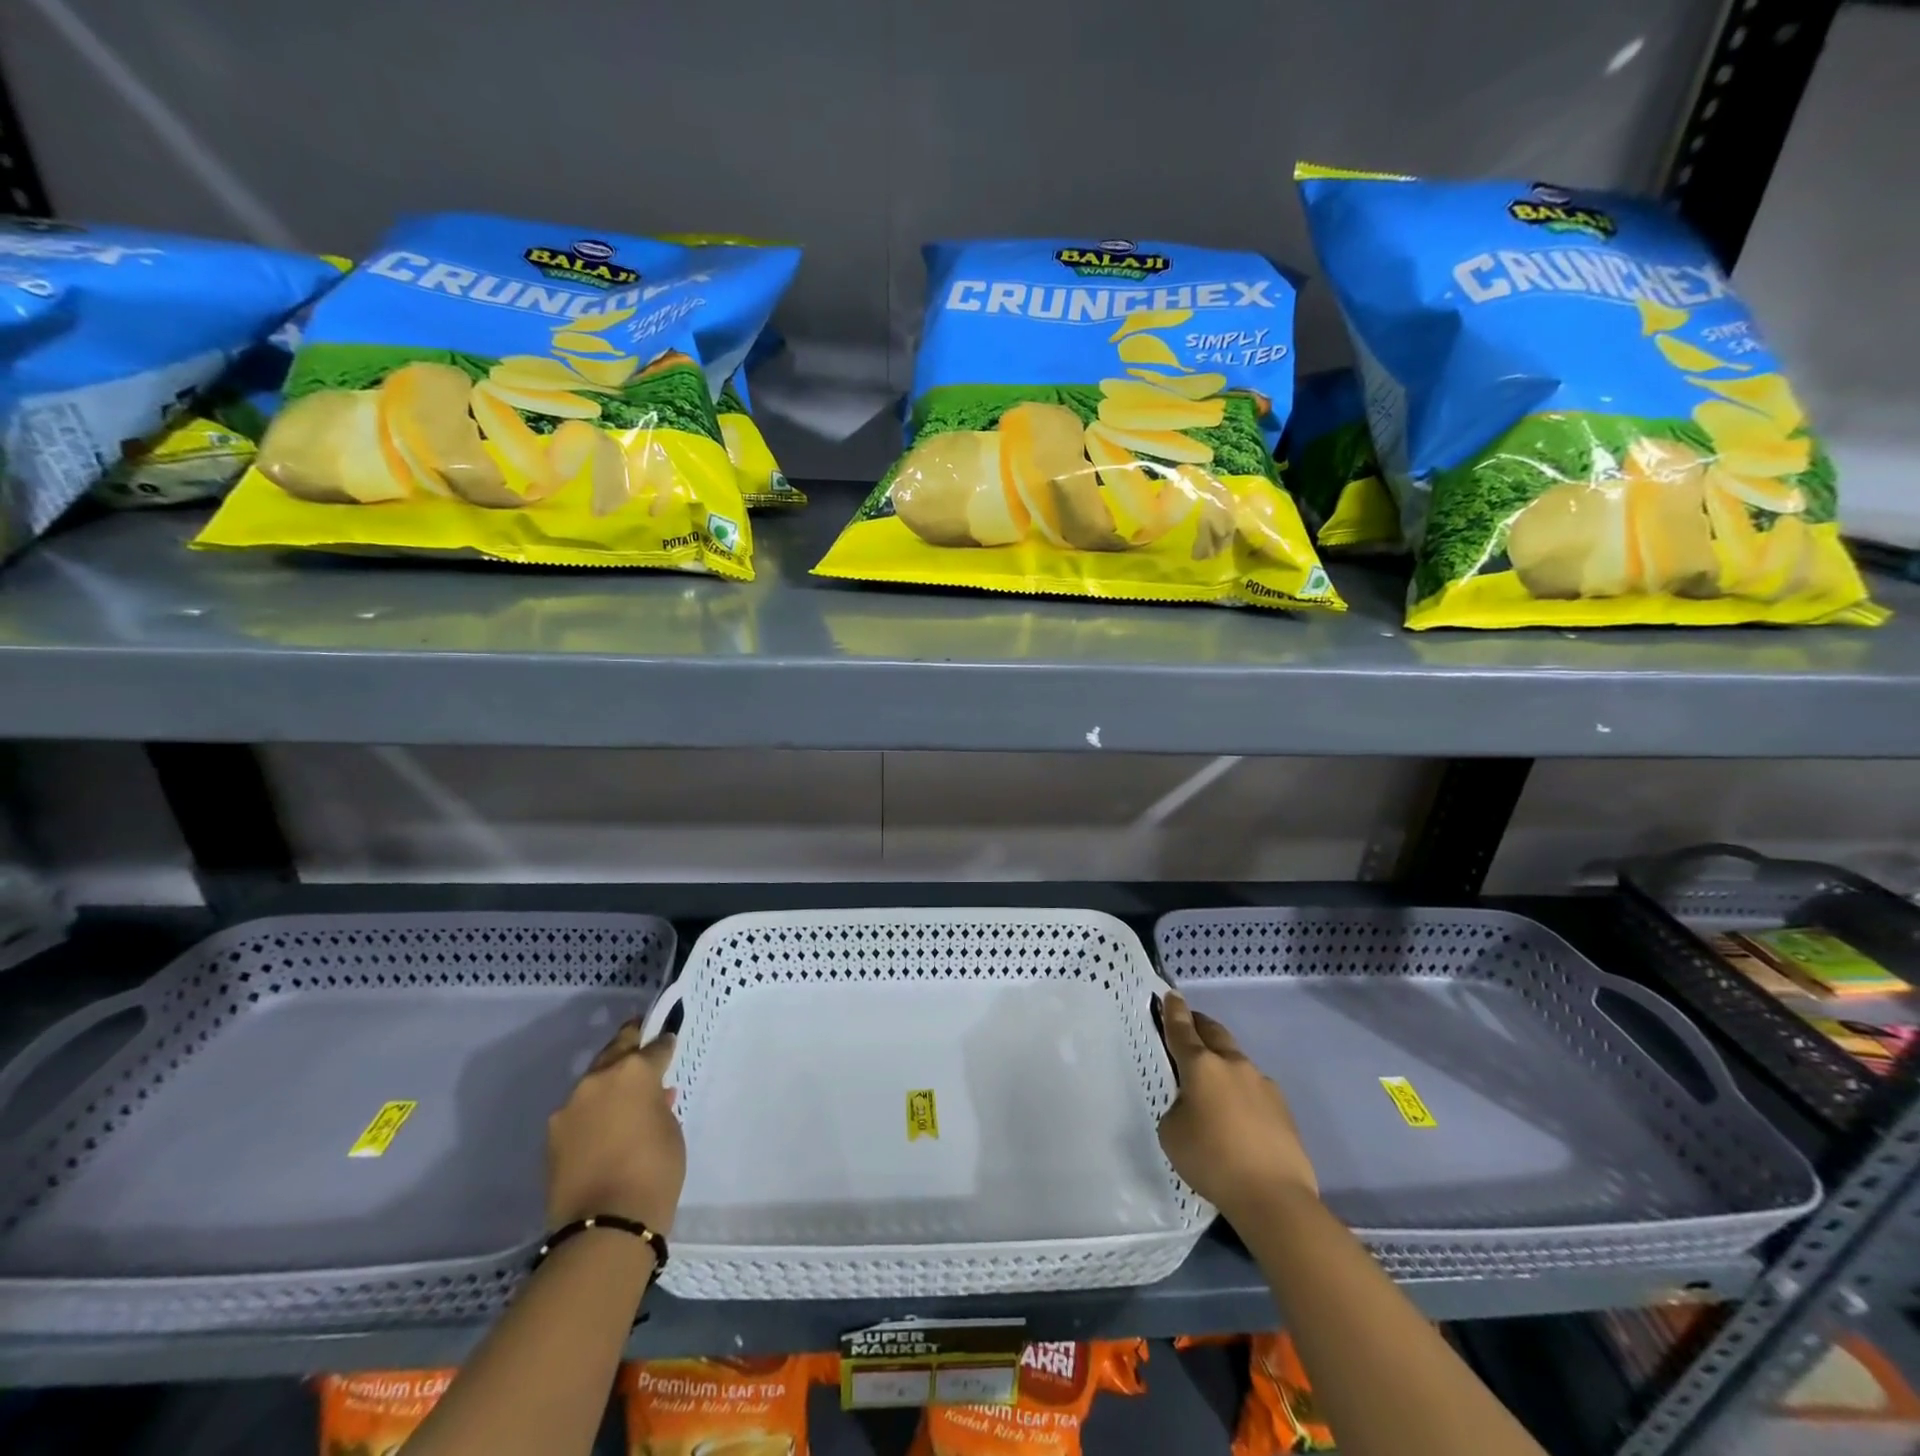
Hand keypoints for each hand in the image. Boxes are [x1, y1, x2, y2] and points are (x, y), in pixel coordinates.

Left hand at [546, 1022, 684, 1234]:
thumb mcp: (671, 1130)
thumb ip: (660, 1104)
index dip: (664, 1046)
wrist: (605, 1226)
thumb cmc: (654, 1171)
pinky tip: (601, 1127)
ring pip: (594, 1079)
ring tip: (620, 1096)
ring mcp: (570, 1105)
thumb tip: (653, 1097)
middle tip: (641, 1047)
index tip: (668, 1044)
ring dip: (608, 1081)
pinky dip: (591, 1111)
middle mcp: (599, 1078)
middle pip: (617, 1048)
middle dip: (631, 1046)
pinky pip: (578, 1110)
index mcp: (635, 1071)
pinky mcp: (552, 1133)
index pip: (655, 1047)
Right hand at [1157, 993, 1317, 1222]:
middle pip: (1214, 1033)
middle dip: (1199, 1024)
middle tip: (1189, 1024)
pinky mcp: (1282, 1107)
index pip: (1182, 1029)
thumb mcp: (1172, 1133)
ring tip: (1213, 1082)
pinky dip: (1241, 1090)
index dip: (1174, 1011)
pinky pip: (1254, 1088)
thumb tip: (1193, 1105)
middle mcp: (1232, 1065)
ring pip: (1236, 1059)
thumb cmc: (1212, 1160)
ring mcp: (1262, 1084)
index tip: (1171, 995)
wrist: (1274, 1197)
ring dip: (1222, 1060)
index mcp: (1200, 1065)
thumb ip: (1177, 1108)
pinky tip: (1239, 1115)